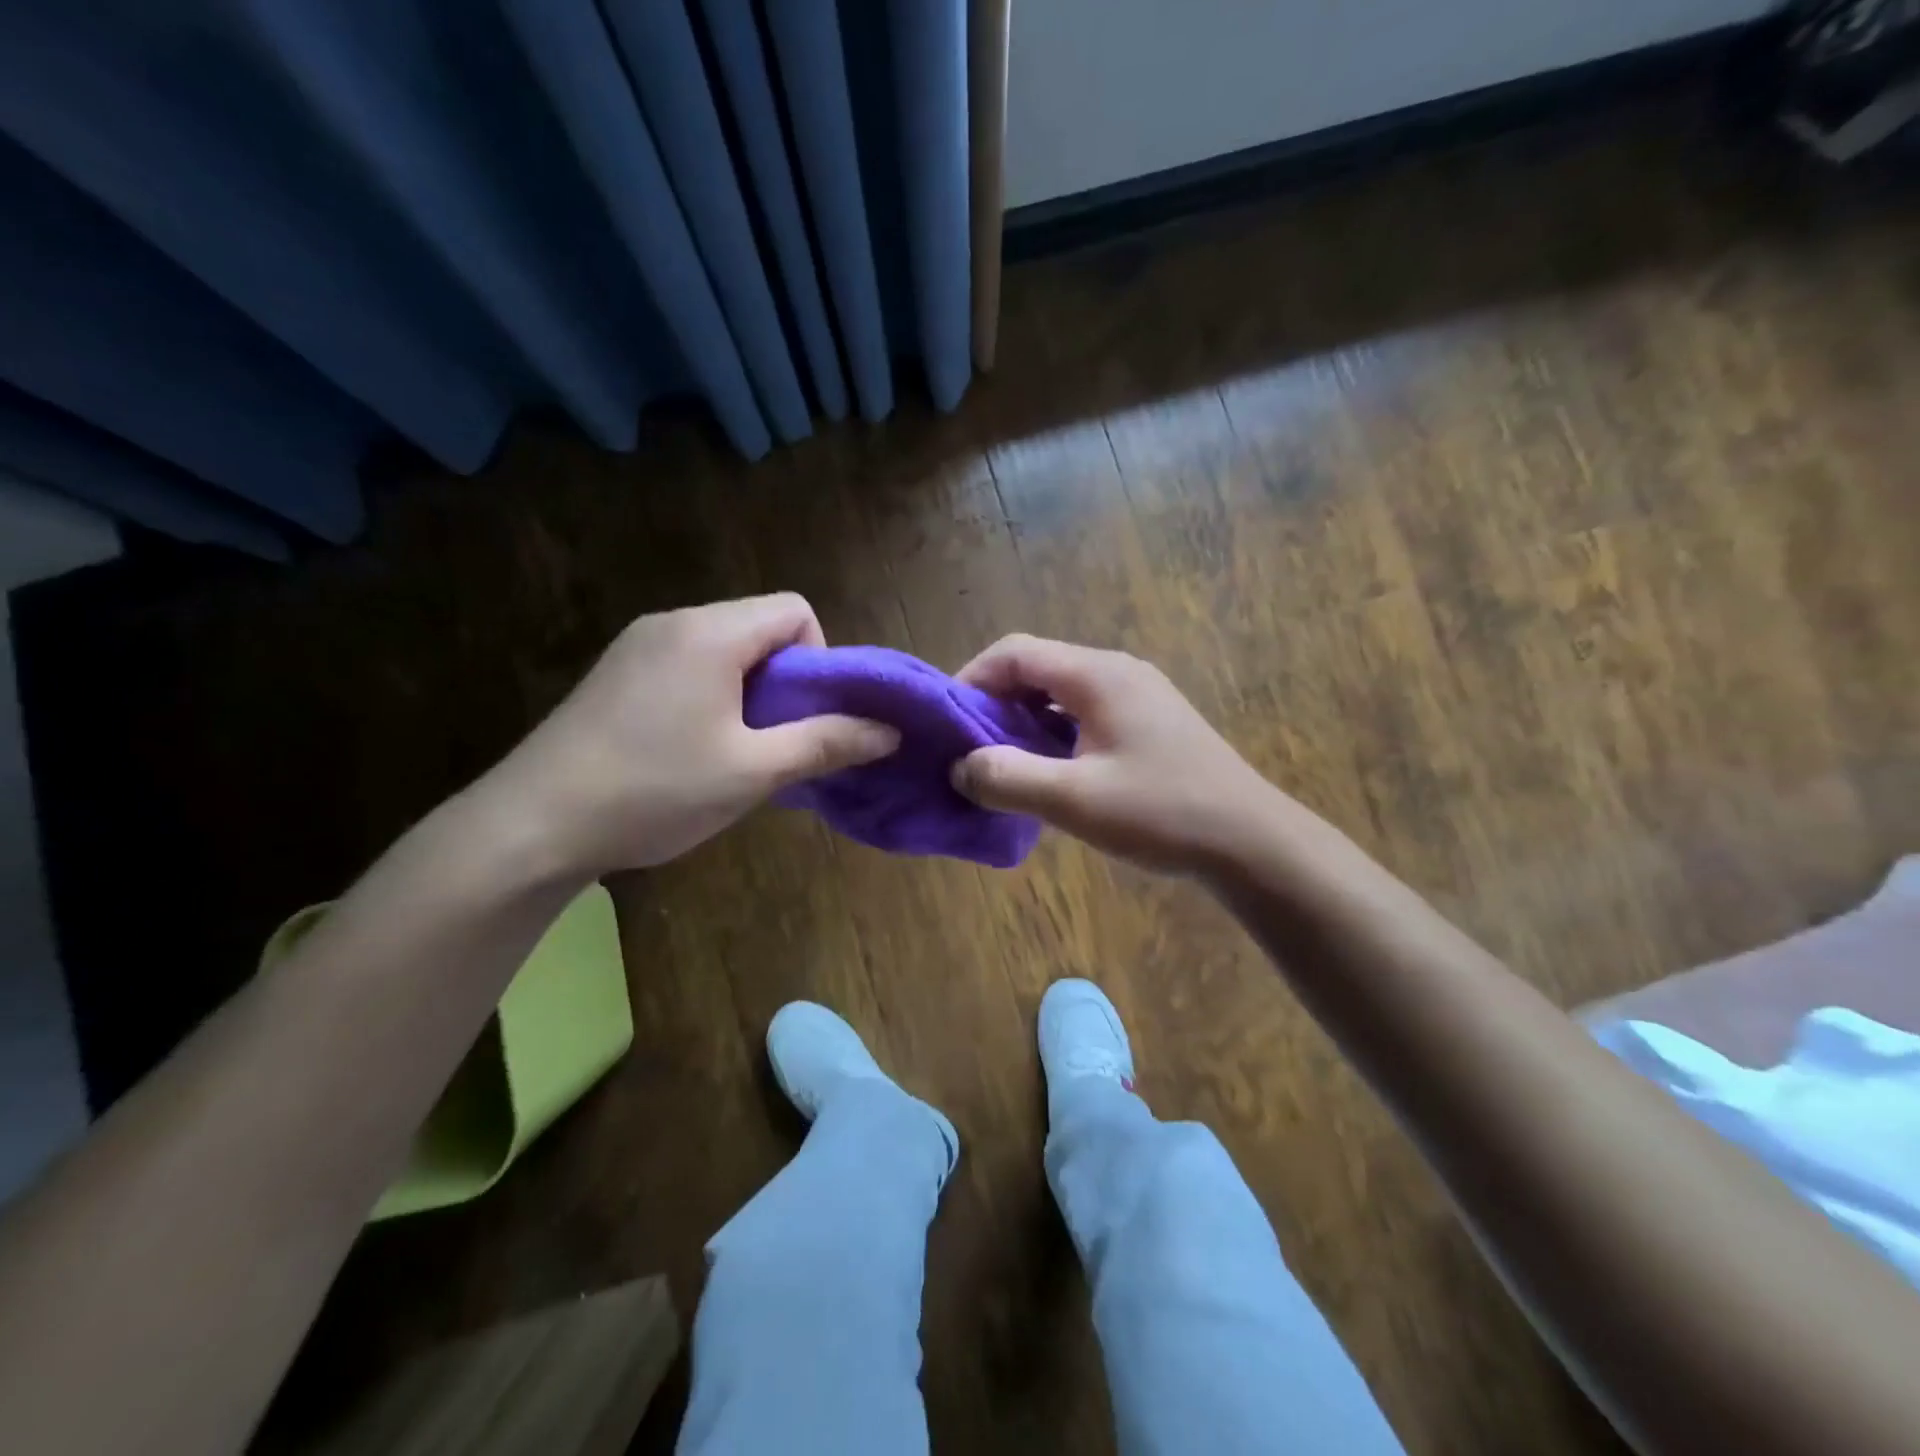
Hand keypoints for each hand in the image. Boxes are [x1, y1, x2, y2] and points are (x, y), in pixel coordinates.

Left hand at [488, 595, 897, 875]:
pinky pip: (688, 663)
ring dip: (749, 690)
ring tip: (734, 750)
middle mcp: (674, 621)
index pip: (795, 610)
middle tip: (774, 740)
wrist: (532, 825)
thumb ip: (826, 743)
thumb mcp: (753, 771)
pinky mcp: (616, 671)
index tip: (804, 714)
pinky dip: (712, 693)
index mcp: (711, 633)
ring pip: (725, 646)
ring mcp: (638, 644)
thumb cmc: (655, 791)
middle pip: (760, 626)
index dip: (819, 657)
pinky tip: (691, 748)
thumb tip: (889, 730)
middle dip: (785, 678)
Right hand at [951, 634, 1280, 875]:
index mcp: (1097, 675)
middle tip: (968, 749)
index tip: (946, 722)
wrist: (1251, 842)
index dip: (971, 679)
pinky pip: (1085, 714)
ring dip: (1024, 722)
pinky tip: (1049, 774)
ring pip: (1060, 694)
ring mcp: (1138, 696)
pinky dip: (1054, 735)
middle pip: (1037, 669)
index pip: (1015, 652)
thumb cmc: (1162, 813)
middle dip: (994, 704)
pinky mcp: (1150, 723)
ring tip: (1001, 764)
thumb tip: (960, 767)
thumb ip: (1008, 778)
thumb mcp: (1074, 800)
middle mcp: (1117, 672)